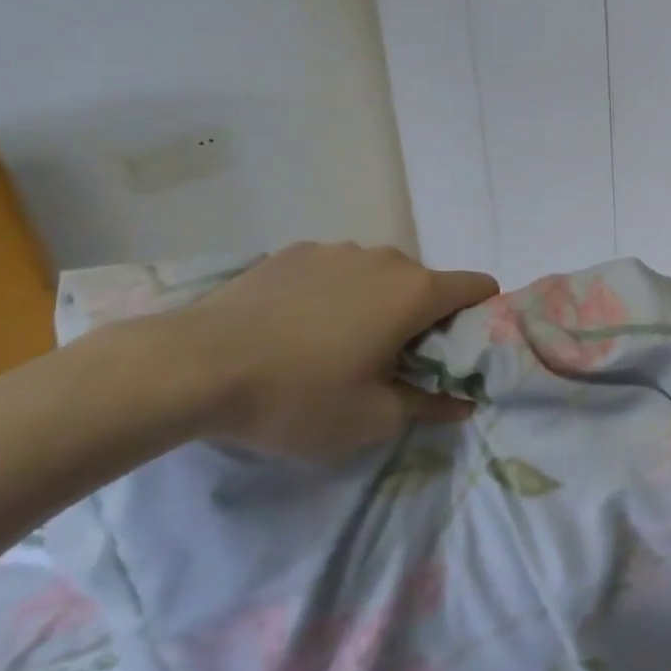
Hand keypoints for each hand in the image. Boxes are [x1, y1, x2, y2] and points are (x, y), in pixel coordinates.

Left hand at [161, 243, 498, 456]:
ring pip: (378, 277)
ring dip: (374, 305)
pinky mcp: (293, 252)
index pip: (479, 286)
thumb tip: (462, 403)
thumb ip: (429, 406)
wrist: (190, 367)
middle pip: (426, 285)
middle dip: (420, 320)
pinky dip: (331, 295)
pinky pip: (334, 271)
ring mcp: (336, 250)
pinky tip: (291, 329)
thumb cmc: (297, 396)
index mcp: (416, 292)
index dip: (480, 318)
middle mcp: (386, 259)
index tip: (455, 353)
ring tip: (331, 347)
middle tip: (387, 364)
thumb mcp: (371, 420)